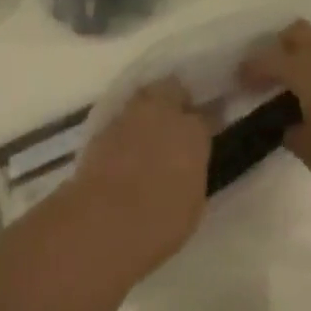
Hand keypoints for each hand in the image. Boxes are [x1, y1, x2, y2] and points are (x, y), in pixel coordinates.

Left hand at [63, 80, 210, 280]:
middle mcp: (162, 112)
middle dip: (176, 98)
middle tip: (177, 119)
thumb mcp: (193, 201)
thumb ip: (193, 170)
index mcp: (192, 132)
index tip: (207, 128)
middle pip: (172, 89)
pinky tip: (126, 143)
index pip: (206, 115)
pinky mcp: (103, 126)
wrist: (105, 220)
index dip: (207, 121)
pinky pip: (121, 116)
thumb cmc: (160, 222)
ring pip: (144, 96)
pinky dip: (126, 125)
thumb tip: (187, 162)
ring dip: (149, 108)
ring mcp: (129, 115)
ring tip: (149, 128)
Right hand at [242, 20, 310, 195]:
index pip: (266, 59)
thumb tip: (289, 125)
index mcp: (303, 68)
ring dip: (307, 59)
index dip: (250, 69)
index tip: (241, 81)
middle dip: (279, 48)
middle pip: (295, 32)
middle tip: (274, 76)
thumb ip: (291, 133)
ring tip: (304, 90)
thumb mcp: (310, 151)